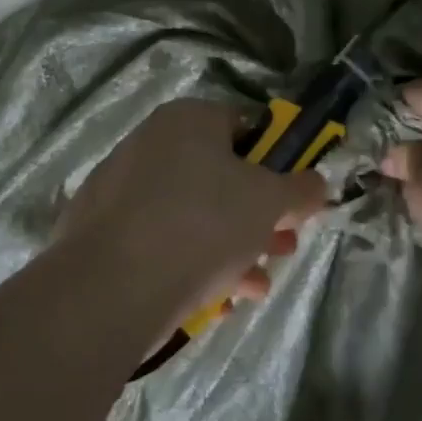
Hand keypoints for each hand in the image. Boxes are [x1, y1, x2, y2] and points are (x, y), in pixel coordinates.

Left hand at [55, 99, 327, 323]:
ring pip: (196, 216)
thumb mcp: (271, 202)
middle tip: (284, 246)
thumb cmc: (204, 224)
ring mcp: (122, 191)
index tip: (296, 200)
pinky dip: (196, 266)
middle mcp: (150, 145)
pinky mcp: (106, 236)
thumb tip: (315, 184)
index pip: (248, 127)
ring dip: (237, 249)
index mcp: (188, 120)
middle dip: (261, 217)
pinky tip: (220, 300)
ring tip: (258, 285)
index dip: (281, 163)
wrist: (113, 287)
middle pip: (223, 178)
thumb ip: (303, 189)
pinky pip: (165, 244)